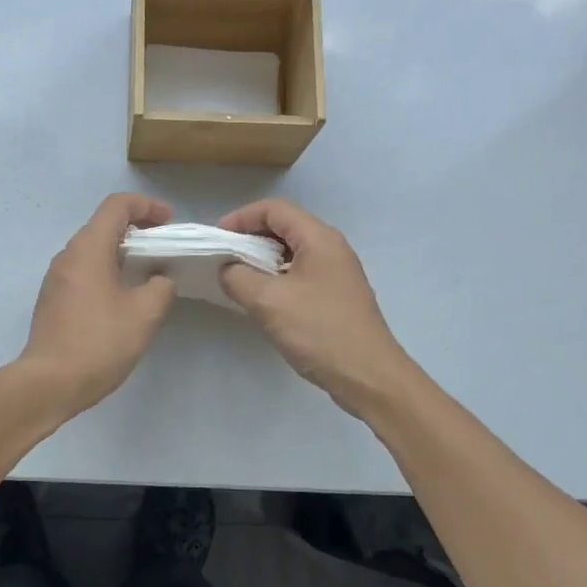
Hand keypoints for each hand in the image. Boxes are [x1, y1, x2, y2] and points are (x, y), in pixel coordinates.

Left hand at [20, 193, 176, 413]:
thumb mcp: (144, 314)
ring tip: (148, 275)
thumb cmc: (99, 342)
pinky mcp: (53, 299)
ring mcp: (56, 278)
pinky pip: (84, 272)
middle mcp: (68, 255)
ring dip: (122, 254)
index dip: (147, 206)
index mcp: (89, 248)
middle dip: (137, 230)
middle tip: (164, 250)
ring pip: (93, 250)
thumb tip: (160, 279)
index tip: (169, 223)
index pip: (117, 206)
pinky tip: (124, 298)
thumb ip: (161, 287)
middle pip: (104, 225)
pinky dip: (107, 272)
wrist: (49, 383)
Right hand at [218, 199, 415, 417]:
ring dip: (263, 259)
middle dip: (250, 236)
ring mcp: (337, 273)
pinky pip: (301, 273)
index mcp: (319, 239)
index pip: (275, 210)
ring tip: (237, 277)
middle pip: (285, 227)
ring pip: (292, 252)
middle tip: (223, 257)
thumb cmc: (320, 331)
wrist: (369, 377)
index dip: (242, 217)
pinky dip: (277, 277)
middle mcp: (332, 248)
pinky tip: (262, 299)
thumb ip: (239, 278)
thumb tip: (228, 269)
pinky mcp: (337, 296)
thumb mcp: (269, 302)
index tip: (217, 238)